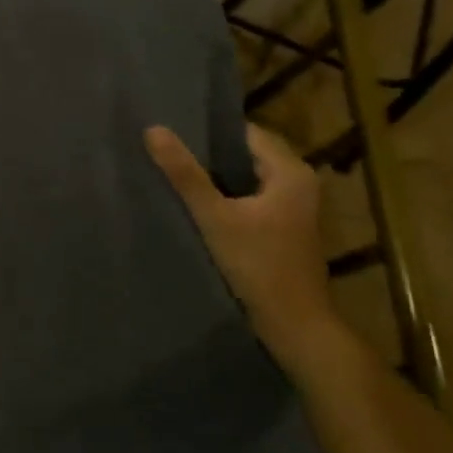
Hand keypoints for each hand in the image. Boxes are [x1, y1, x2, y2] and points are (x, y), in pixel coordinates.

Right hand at [144, 124, 339, 360]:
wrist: (293, 323)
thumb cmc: (257, 264)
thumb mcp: (214, 216)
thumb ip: (184, 174)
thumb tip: (153, 130)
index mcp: (290, 171)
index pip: (245, 133)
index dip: (209, 132)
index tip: (172, 132)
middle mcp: (299, 183)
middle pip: (246, 155)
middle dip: (209, 155)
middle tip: (167, 153)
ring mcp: (294, 207)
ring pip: (247, 179)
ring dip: (216, 178)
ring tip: (175, 175)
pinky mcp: (285, 228)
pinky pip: (251, 198)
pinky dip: (227, 197)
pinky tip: (198, 205)